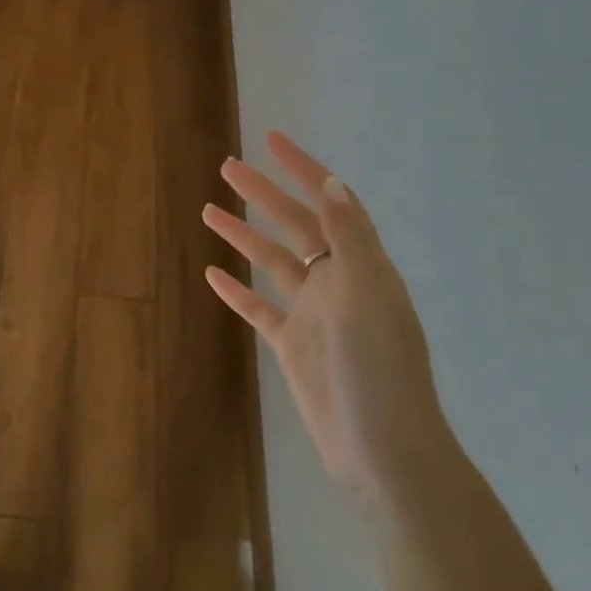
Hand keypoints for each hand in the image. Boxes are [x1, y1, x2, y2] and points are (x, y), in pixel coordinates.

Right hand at [203, 131, 463, 513]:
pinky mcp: (293, 345)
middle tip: (227, 167)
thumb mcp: (367, 299)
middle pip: (294, 226)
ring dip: (243, 235)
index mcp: (361, 267)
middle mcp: (337, 283)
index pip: (329, 203)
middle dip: (263, 194)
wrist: (382, 449)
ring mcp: (312, 315)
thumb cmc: (378, 371)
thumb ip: (349, 241)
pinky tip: (212, 274)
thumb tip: (331, 181)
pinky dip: (236, 289)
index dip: (302, 169)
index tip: (271, 140)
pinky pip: (258, 307)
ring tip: (209, 210)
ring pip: (272, 263)